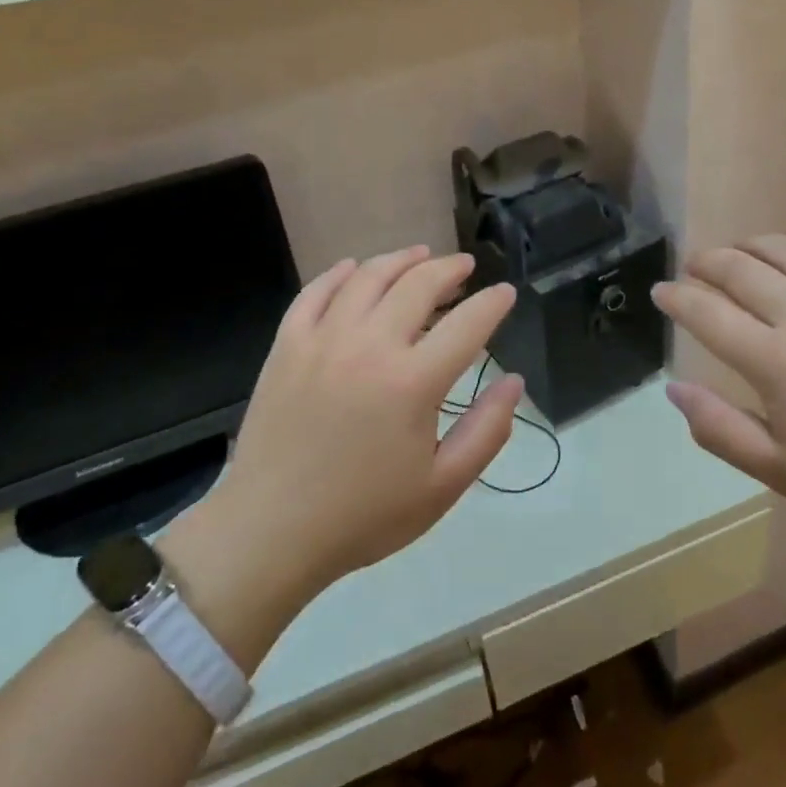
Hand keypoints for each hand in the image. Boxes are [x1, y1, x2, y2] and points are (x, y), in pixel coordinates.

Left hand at [198, 248, 520, 606]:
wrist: (272, 531)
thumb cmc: (364, 515)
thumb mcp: (442, 487)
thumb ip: (487, 431)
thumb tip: (513, 382)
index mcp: (413, 382)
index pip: (468, 324)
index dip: (493, 303)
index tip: (505, 293)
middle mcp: (370, 346)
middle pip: (418, 285)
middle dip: (450, 269)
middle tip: (465, 267)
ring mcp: (323, 339)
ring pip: (368, 277)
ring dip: (401, 260)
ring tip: (421, 256)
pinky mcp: (287, 345)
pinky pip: (316, 292)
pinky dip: (340, 273)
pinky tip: (354, 269)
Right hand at [652, 235, 785, 543]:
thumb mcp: (783, 473)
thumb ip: (719, 429)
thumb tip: (673, 389)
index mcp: (776, 360)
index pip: (707, 312)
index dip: (676, 297)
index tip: (660, 292)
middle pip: (740, 268)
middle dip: (706, 263)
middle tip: (692, 268)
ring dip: (750, 246)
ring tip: (736, 254)